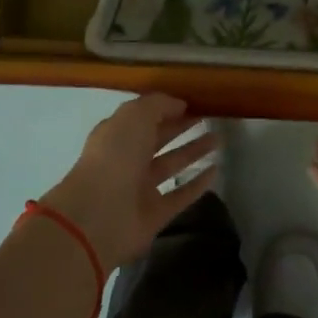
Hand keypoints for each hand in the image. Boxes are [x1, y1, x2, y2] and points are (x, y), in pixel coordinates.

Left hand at [40, 94, 217, 270]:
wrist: (99, 215)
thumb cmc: (115, 156)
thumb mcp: (135, 116)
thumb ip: (158, 105)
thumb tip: (180, 104)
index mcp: (116, 135)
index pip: (144, 117)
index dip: (166, 108)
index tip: (193, 102)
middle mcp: (127, 160)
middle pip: (158, 139)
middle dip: (181, 127)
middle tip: (210, 117)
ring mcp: (140, 188)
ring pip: (171, 165)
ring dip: (193, 152)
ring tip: (218, 139)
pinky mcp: (155, 214)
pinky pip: (180, 195)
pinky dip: (197, 184)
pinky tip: (216, 170)